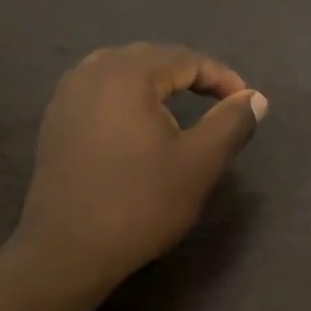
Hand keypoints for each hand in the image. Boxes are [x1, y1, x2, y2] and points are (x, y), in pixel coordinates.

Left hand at [18, 43, 267, 287]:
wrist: (69, 251)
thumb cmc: (140, 204)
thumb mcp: (199, 164)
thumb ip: (231, 123)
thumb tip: (256, 98)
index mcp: (126, 74)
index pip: (184, 59)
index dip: (220, 77)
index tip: (245, 101)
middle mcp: (90, 73)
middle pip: (150, 59)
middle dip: (187, 75)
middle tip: (217, 101)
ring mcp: (66, 96)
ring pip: (119, 72)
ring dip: (154, 84)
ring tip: (179, 108)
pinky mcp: (54, 122)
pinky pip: (98, 92)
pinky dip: (125, 99)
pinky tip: (136, 124)